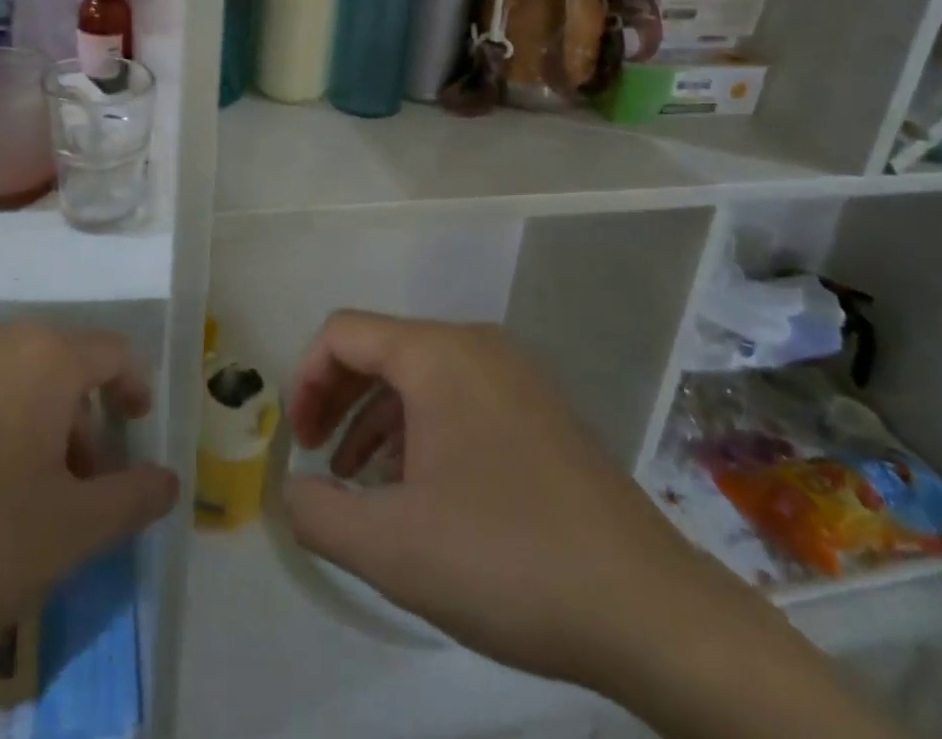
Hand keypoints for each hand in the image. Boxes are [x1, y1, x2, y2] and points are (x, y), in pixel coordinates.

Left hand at [0, 323, 178, 701]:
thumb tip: (169, 479)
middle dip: (80, 425)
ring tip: (18, 502)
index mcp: (40, 357)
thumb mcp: (67, 536)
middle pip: (57, 368)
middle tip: (78, 491)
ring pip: (6, 383)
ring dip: (30, 430)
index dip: (136, 389)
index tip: (138, 433)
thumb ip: (133, 500)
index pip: (113, 353)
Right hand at [283, 313, 755, 693]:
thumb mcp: (392, 549)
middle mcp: (474, 344)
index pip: (342, 333)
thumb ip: (318, 513)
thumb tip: (292, 491)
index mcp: (436, 353)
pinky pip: (457, 395)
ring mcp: (512, 373)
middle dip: (337, 398)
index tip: (299, 444)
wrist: (649, 609)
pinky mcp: (537, 407)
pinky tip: (418, 487)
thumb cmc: (508, 561)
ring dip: (376, 418)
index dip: (305, 380)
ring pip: (419, 374)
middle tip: (319, 459)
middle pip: (380, 348)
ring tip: (360, 482)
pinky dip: (420, 427)